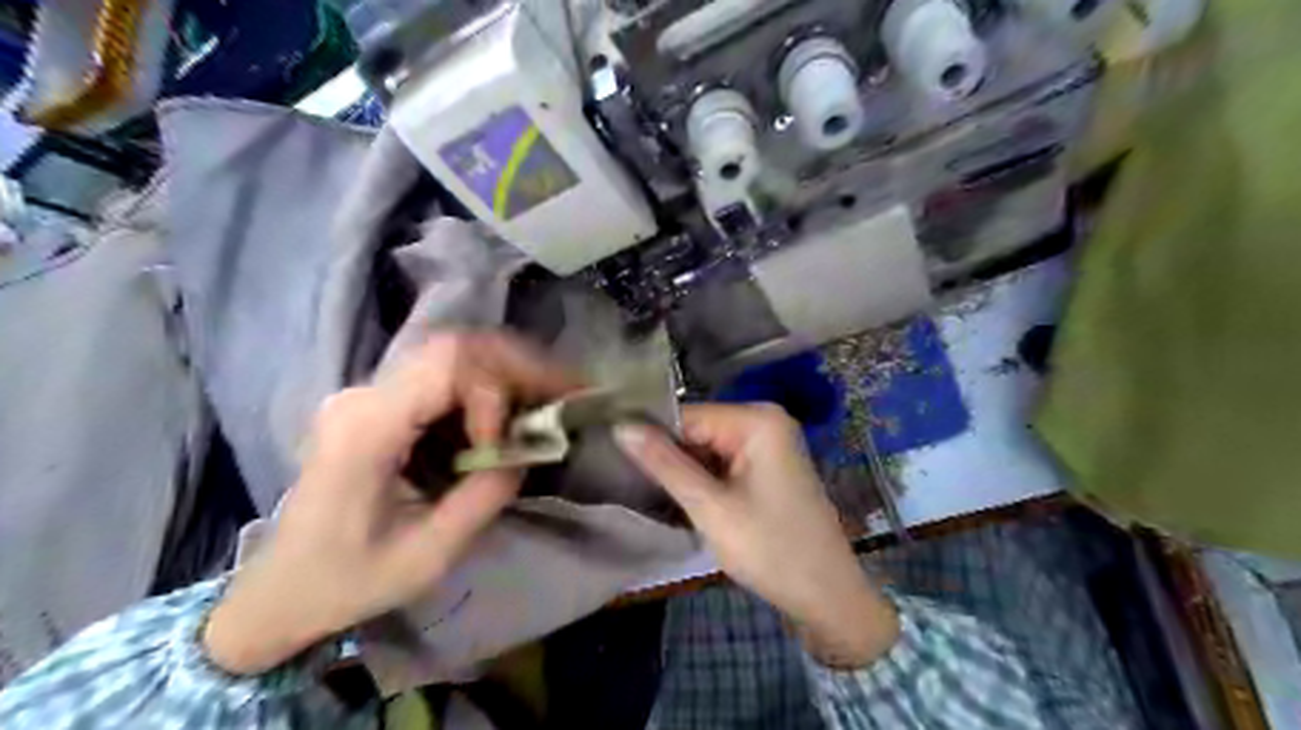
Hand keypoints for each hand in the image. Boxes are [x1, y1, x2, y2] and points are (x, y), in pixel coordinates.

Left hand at [204, 330, 579, 671]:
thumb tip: (528, 450)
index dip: (494, 393)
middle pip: (454, 348)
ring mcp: (370, 395)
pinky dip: (489, 388)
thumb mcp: (427, 555)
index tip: (506, 445)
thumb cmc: (346, 582)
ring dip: (508, 372)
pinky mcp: (381, 404)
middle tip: (565, 391)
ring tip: (549, 398)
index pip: (445, 367)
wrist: (279, 591)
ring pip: (454, 355)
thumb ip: (485, 496)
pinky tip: (513, 411)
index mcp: (365, 430)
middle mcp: (364, 396)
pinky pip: (444, 378)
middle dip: (518, 366)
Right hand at [616, 402, 901, 669]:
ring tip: (651, 494)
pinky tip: (683, 500)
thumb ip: (664, 463)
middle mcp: (765, 420)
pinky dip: (704, 481)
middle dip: (670, 457)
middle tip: (634, 485)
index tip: (617, 461)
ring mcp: (770, 443)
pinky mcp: (768, 466)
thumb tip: (620, 426)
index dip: (652, 438)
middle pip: (698, 430)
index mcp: (757, 419)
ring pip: (708, 448)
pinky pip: (724, 463)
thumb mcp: (710, 507)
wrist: (827, 596)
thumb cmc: (770, 549)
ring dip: (684, 472)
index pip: (687, 415)